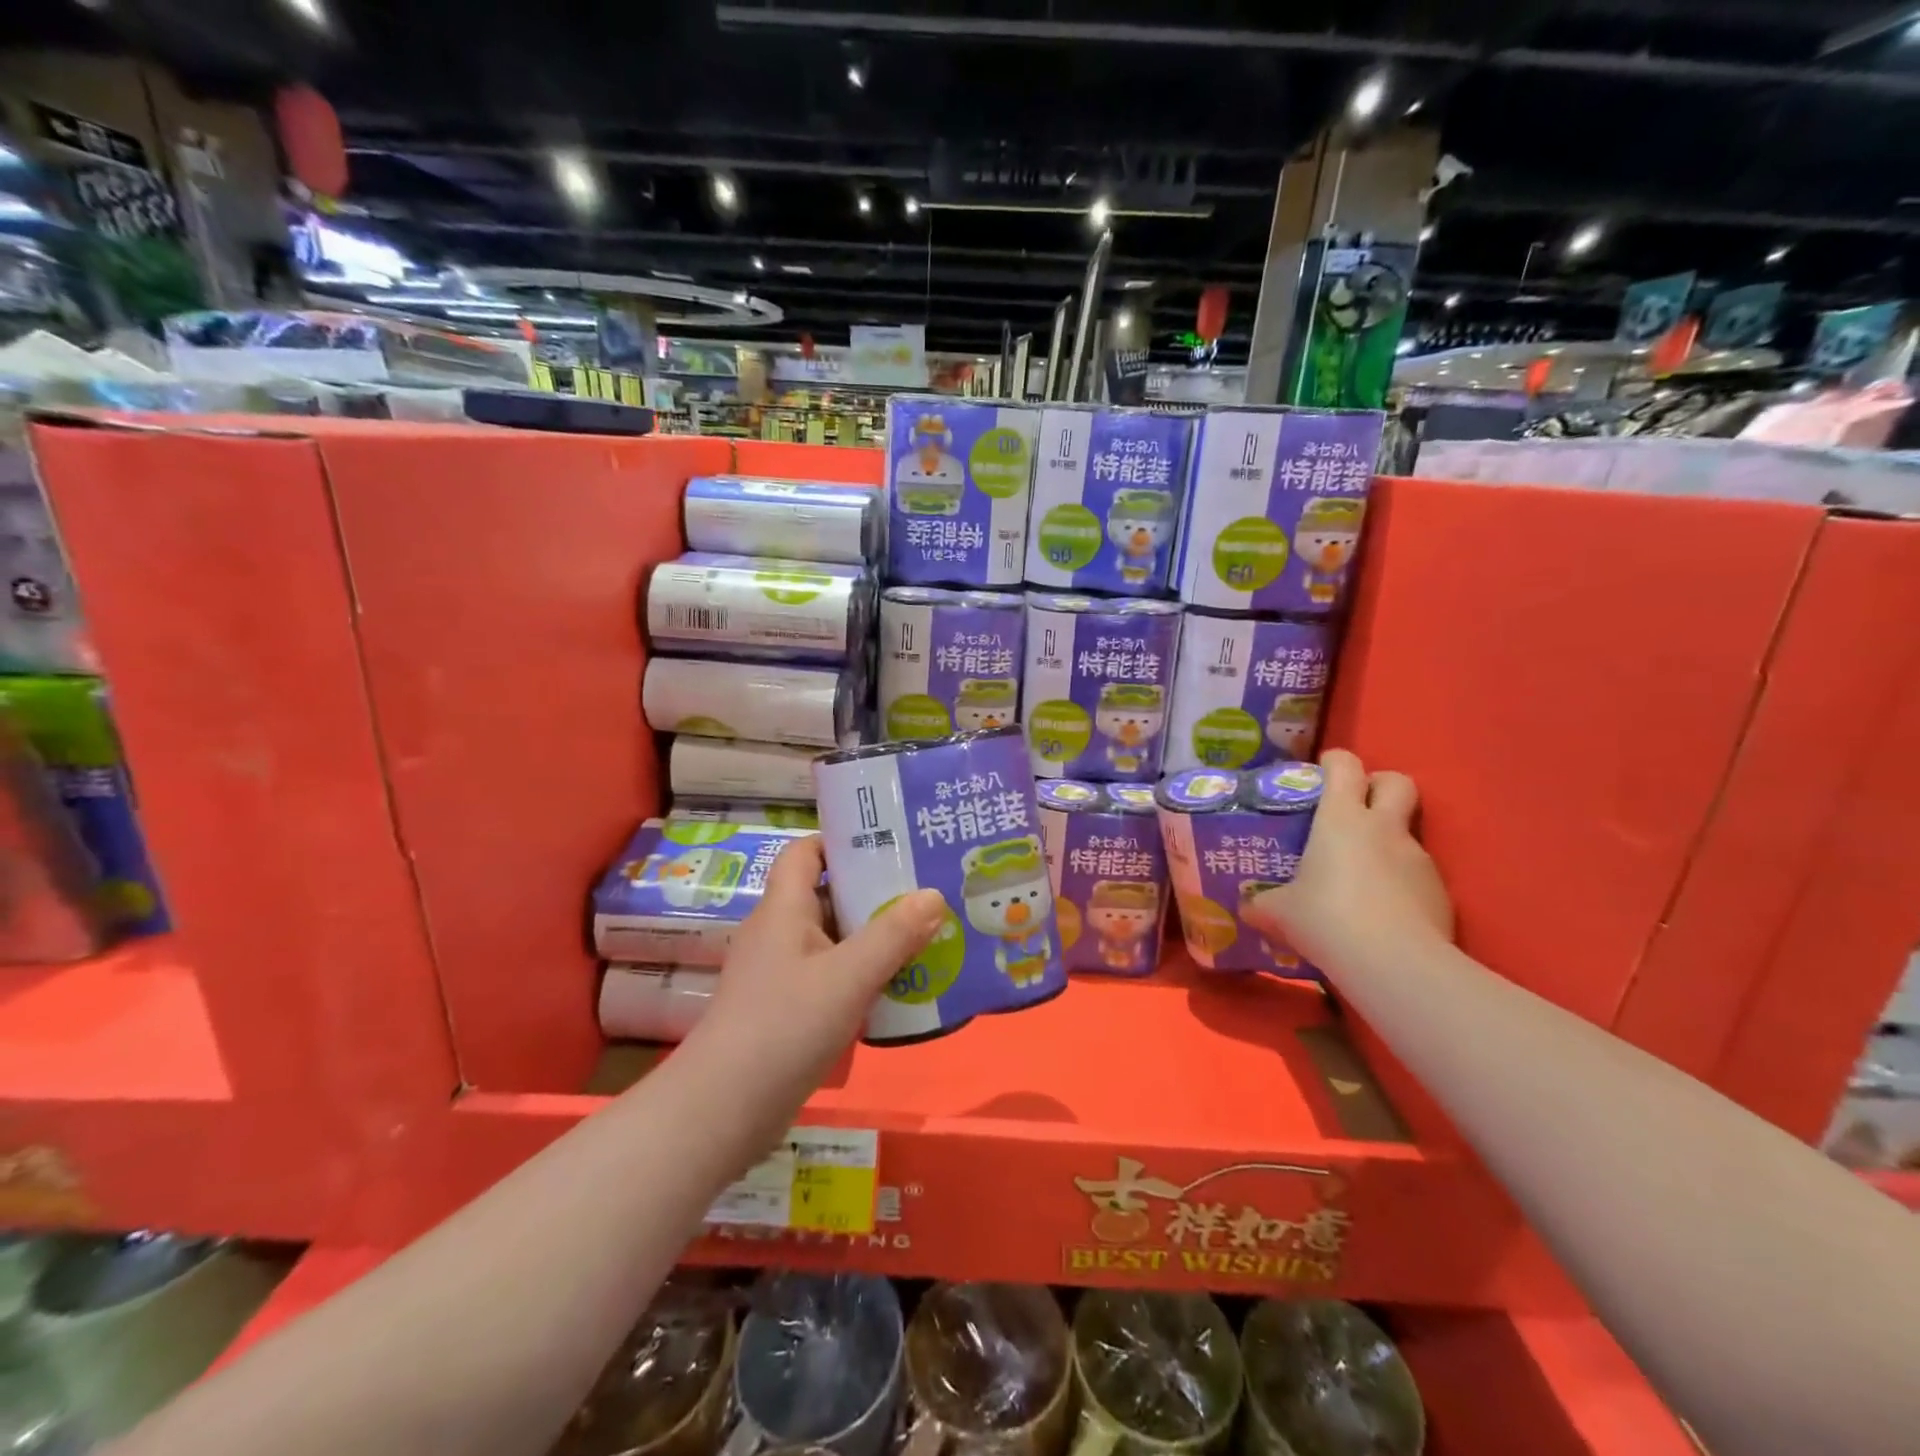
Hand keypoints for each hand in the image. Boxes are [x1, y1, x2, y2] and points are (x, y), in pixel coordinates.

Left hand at [700, 836, 945, 1086]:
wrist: (725, 1109)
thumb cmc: (785, 1025)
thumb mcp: (848, 976)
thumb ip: (894, 934)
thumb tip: (934, 894)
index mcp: (784, 909)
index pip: (806, 851)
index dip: (843, 841)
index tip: (891, 844)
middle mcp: (780, 932)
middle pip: (828, 895)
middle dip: (875, 892)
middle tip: (927, 891)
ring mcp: (782, 973)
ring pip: (835, 940)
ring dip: (875, 938)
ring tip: (927, 935)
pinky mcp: (788, 1009)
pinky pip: (832, 977)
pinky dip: (863, 975)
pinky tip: (901, 988)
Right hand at [1245, 749, 1452, 972]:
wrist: (1394, 964)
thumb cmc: (1326, 918)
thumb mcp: (1279, 912)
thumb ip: (1262, 903)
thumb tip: (1247, 907)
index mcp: (1341, 818)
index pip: (1345, 765)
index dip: (1334, 762)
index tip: (1321, 772)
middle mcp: (1383, 829)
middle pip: (1397, 782)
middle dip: (1380, 785)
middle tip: (1356, 806)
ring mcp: (1418, 859)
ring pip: (1406, 834)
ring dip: (1386, 845)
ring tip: (1359, 878)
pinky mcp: (1440, 894)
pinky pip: (1416, 877)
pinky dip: (1400, 885)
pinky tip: (1381, 914)